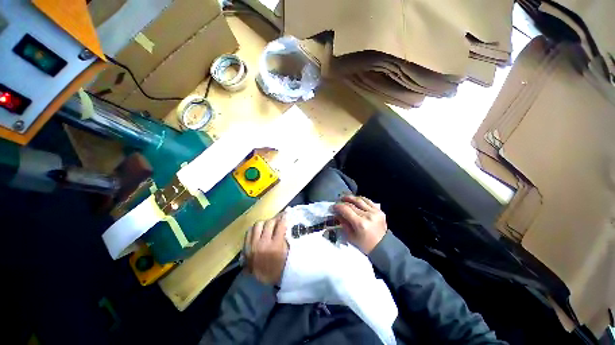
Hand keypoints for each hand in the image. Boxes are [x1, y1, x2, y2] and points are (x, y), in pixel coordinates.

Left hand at [245, 214, 288, 285]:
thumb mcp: (286, 252)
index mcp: (275, 246)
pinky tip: (259, 230)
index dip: (285, 217)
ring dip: (265, 223)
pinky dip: (255, 229)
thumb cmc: (278, 266)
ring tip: (268, 225)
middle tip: (278, 219)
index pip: (281, 225)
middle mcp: (263, 243)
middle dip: (275, 219)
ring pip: (258, 224)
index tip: (287, 213)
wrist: (261, 281)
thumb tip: (284, 223)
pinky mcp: (245, 247)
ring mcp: (252, 245)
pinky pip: (249, 231)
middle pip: (269, 223)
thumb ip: (284, 237)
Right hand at [333, 195, 386, 253]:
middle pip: (352, 204)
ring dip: (351, 198)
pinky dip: (360, 199)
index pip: (346, 210)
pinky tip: (355, 199)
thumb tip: (337, 214)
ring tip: (345, 198)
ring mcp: (375, 212)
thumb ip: (343, 223)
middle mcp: (368, 215)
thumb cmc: (365, 245)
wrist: (383, 247)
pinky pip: (368, 201)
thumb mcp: (351, 237)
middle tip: (337, 202)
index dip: (338, 207)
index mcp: (360, 223)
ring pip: (360, 200)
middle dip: (343, 202)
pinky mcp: (379, 211)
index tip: (333, 207)